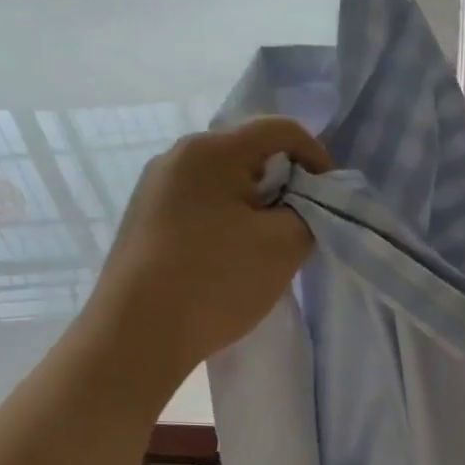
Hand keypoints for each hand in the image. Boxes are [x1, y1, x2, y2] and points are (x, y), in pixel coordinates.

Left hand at [87, 116, 332, 394]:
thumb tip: (303, 203)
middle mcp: (176, 156)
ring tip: (263, 248)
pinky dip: (224, 223)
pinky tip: (226, 260)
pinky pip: (198, 206)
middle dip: (283, 186)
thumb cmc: (215, 281)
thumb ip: (310, 212)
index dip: (317, 157)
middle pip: (249, 154)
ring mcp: (153, 188)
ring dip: (253, 207)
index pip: (280, 129)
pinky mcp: (143, 219)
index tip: (329, 199)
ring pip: (222, 183)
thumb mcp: (283, 246)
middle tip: (299, 227)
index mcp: (210, 150)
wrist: (135, 335)